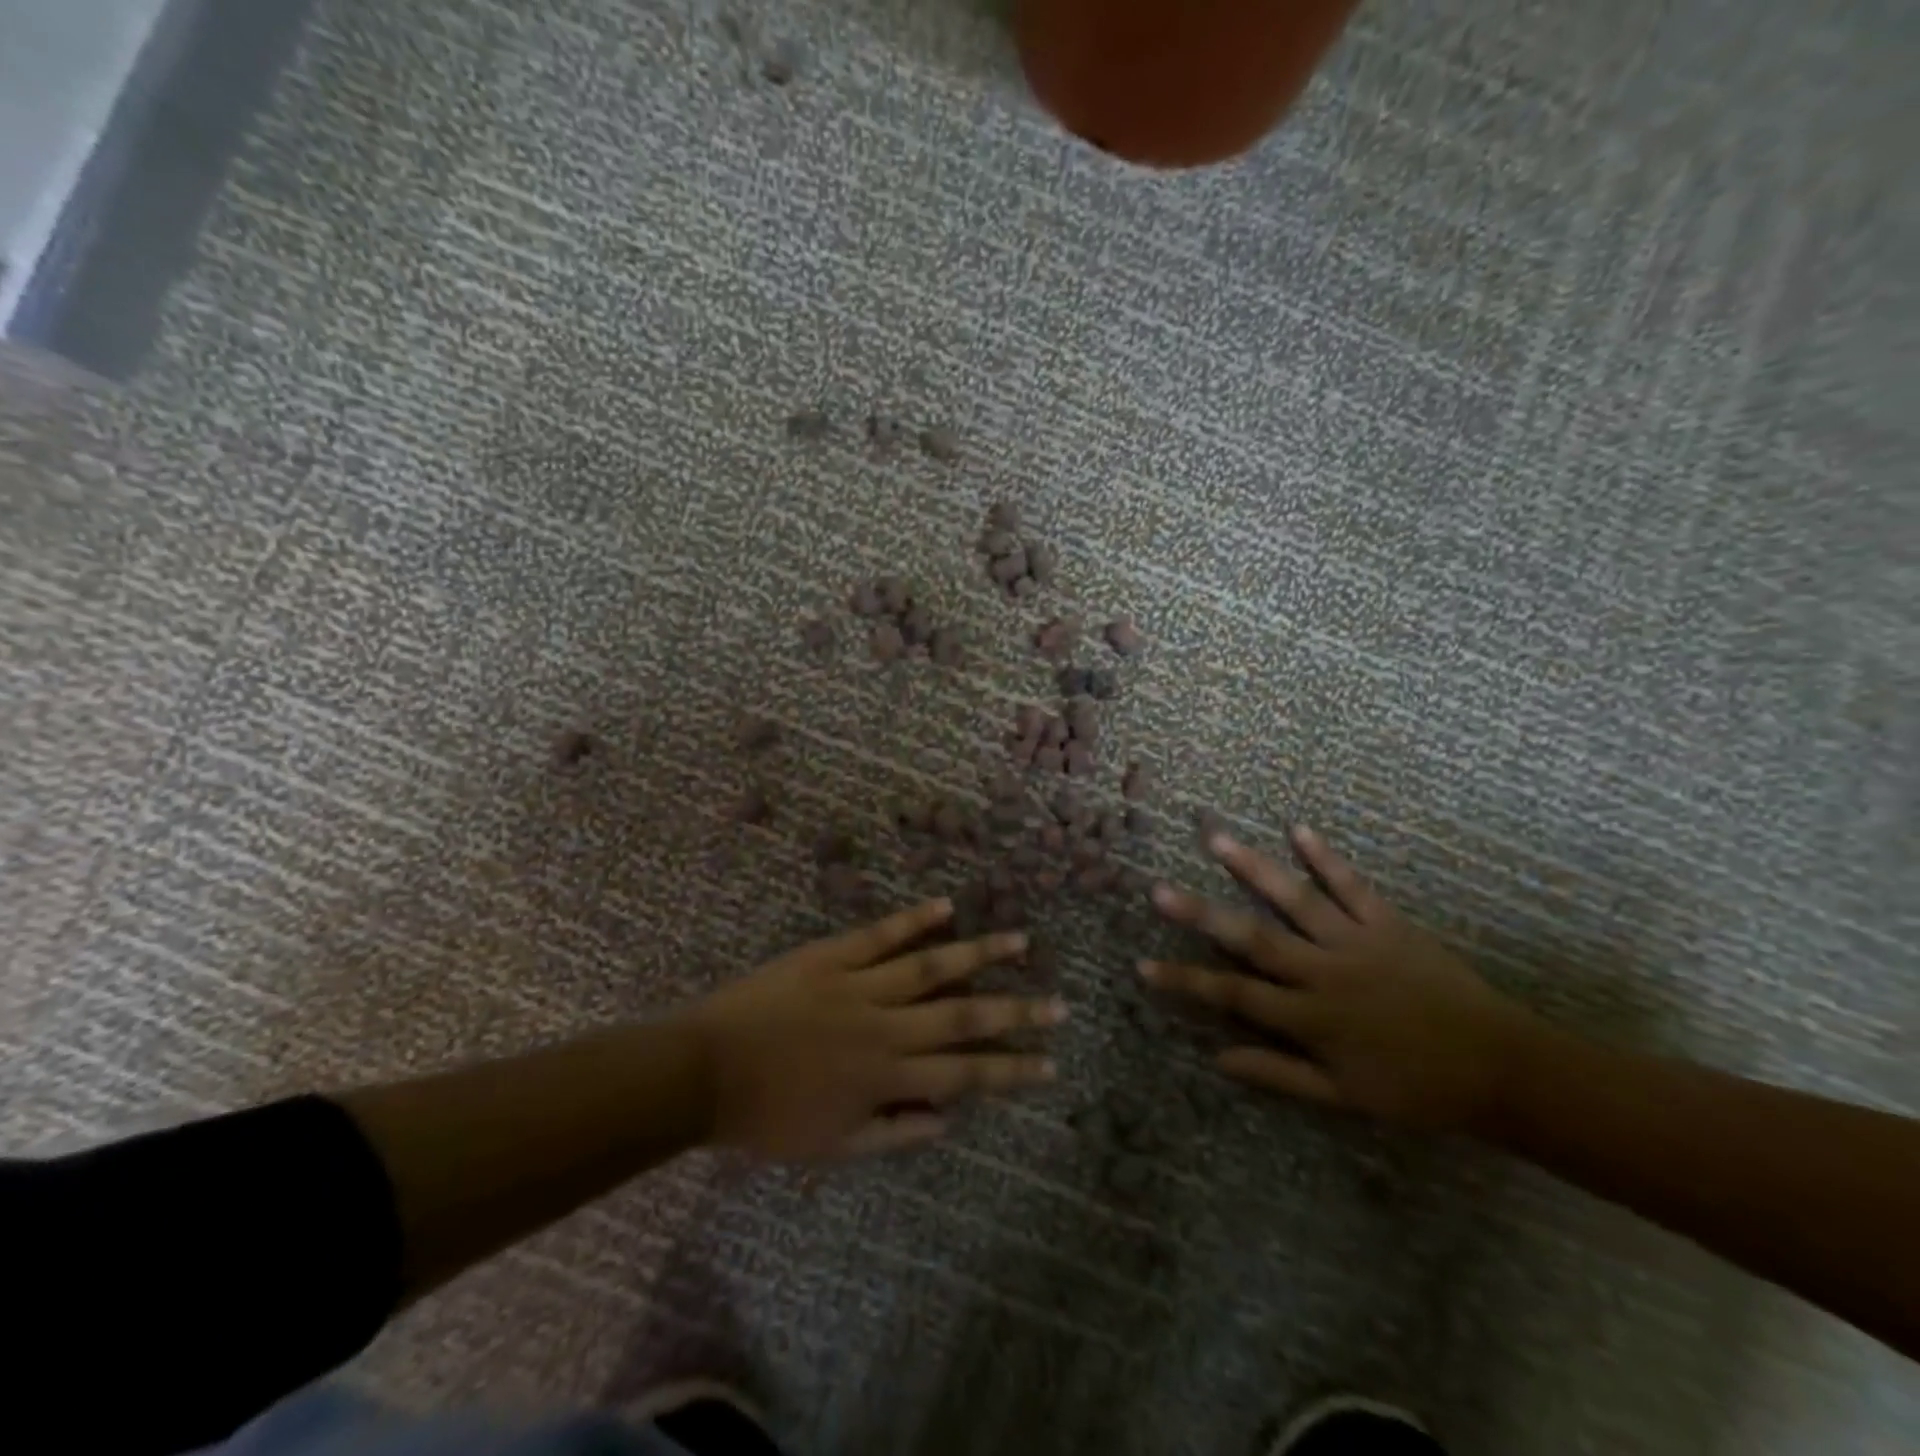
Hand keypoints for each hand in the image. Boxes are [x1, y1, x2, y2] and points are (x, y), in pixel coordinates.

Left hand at [680, 898, 1064, 1160]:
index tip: (1050, 1062)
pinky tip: (947, 906)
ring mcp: (859, 985)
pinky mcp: (831, 956)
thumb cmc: (768, 1117)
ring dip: (980, 954)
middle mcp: (885, 1027)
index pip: (964, 1074)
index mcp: (886, 1077)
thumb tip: (949, 1118)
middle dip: (1015, 1012)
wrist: (704, 1072)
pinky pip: (880, 935)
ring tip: (1021, 940)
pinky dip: (915, 919)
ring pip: (932, 966)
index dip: (1011, 1070)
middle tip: (1058, 1003)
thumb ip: (895, 1134)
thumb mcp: (832, 1146)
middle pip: (962, 1017)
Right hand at [1141, 826, 1540, 1132]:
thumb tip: (1217, 1058)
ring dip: (1253, 869)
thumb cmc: (1416, 1089)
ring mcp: (1355, 943)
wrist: (1502, 1069)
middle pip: (1251, 940)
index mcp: (1310, 1018)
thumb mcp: (1343, 1096)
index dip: (1184, 982)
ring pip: (1294, 901)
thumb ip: (1278, 1074)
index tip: (1141, 966)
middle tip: (1159, 889)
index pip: (1230, 996)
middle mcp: (1323, 973)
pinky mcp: (1388, 924)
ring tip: (1216, 839)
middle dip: (1200, 915)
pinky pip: (1352, 887)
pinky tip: (1298, 829)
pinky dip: (1325, 858)